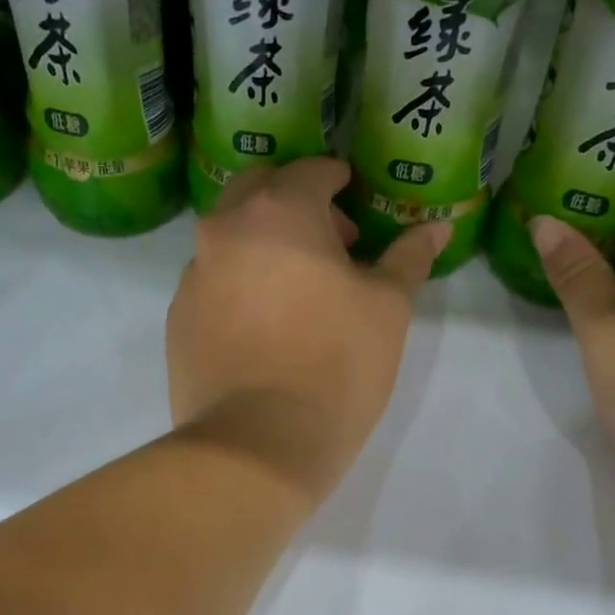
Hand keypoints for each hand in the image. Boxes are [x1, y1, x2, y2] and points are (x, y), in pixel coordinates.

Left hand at [166, 158, 448, 504]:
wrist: (257, 444)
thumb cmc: (336, 364)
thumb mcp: (388, 309)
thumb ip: (409, 257)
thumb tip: (437, 227)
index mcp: (279, 212)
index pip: (310, 171)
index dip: (337, 178)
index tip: (352, 193)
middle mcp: (225, 229)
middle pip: (258, 190)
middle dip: (294, 200)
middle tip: (329, 239)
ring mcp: (193, 274)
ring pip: (229, 236)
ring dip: (262, 241)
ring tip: (297, 285)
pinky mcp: (177, 318)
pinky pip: (212, 280)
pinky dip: (238, 282)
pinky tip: (264, 323)